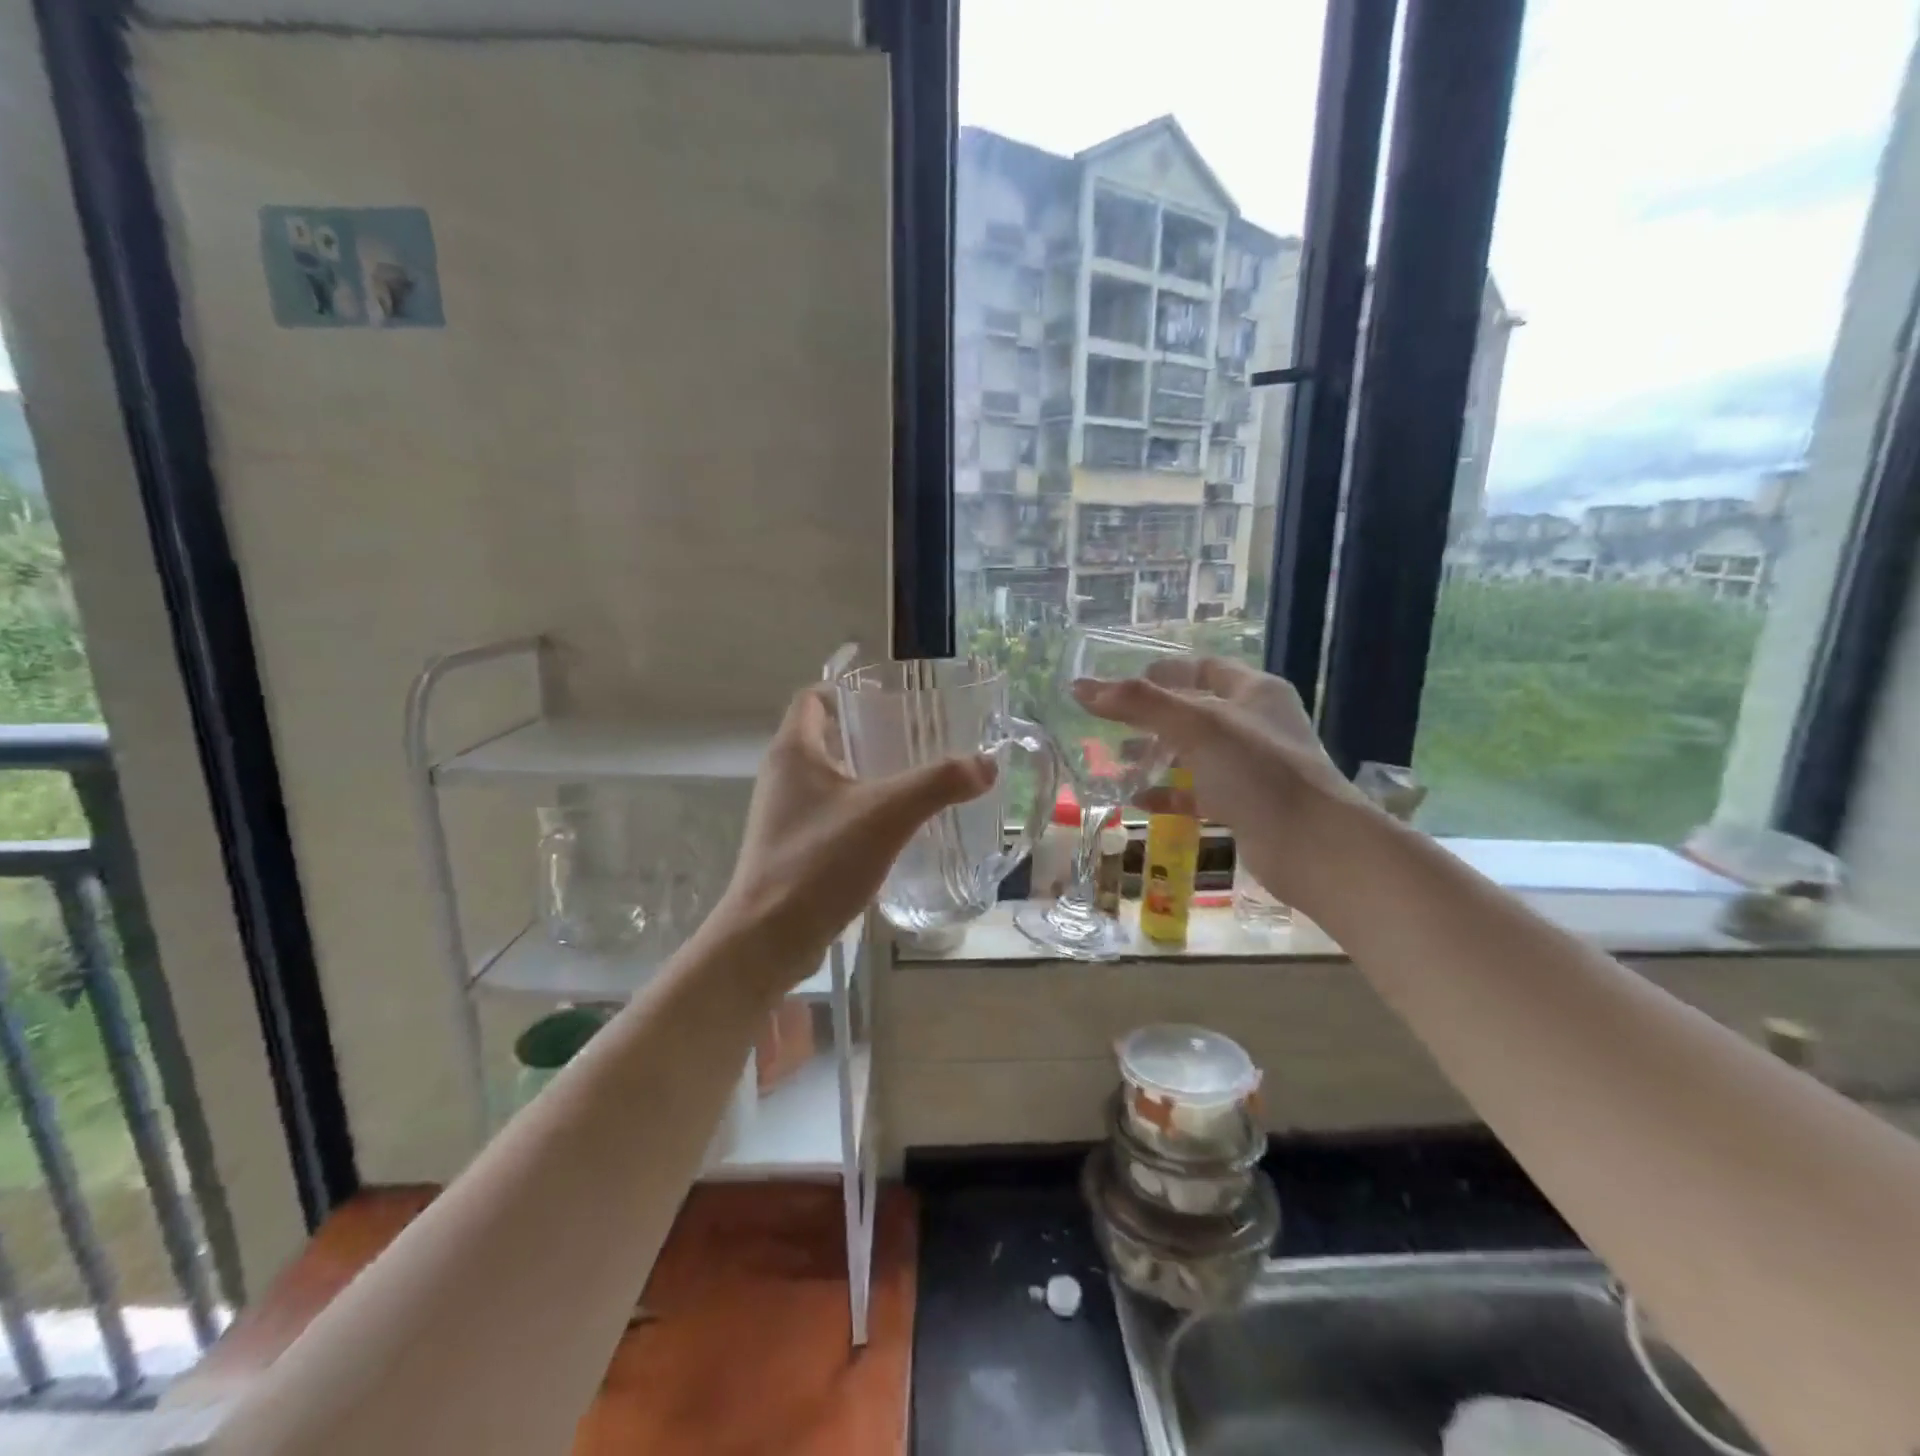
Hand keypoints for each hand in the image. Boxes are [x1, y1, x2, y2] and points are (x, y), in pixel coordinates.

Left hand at [716, 685, 994, 990]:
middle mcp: (782, 776)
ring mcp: (783, 814)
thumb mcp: (887, 815)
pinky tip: (893, 827)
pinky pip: (829, 813)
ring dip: (865, 772)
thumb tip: (986, 764)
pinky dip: (859, 809)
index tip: (889, 697)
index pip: (813, 697)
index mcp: (793, 752)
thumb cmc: (820, 862)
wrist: (769, 939)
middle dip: (867, 731)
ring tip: (912, 778)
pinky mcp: (791, 847)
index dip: (847, 688)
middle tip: (915, 736)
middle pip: (825, 735)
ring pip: (828, 777)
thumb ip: (938, 784)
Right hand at [1071, 657, 1370, 909]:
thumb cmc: (1256, 770)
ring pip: (1196, 754)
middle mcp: (1257, 724)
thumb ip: (1138, 704)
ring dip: (1158, 756)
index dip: (1165, 672)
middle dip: (1153, 717)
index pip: (1204, 668)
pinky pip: (1200, 793)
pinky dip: (1170, 794)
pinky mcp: (1247, 805)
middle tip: (1111, 725)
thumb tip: (1079, 687)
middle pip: (1196, 711)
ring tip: (1118, 762)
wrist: (1312, 845)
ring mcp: (1254, 768)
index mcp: (1255, 692)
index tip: (1124, 683)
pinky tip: (1139, 801)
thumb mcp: (1195, 726)